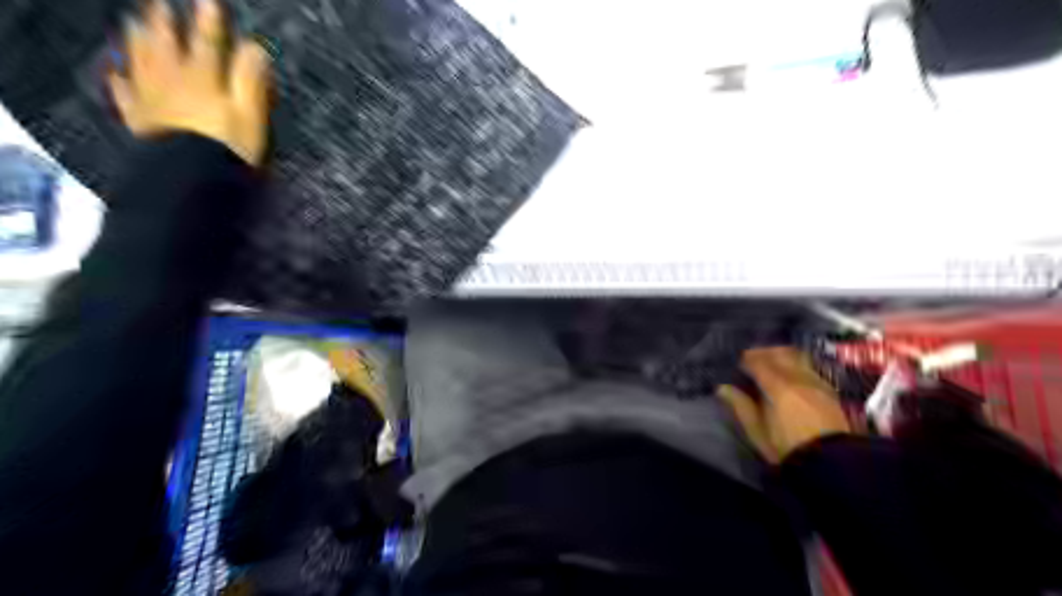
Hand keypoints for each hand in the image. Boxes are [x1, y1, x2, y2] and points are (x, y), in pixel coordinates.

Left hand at [107, 0, 269, 164]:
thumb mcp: (251, 114)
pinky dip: (120, 81)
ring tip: (133, 24)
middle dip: (164, 23)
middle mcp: (173, 80)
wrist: (190, 174)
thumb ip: (250, 80)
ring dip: (138, 41)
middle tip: (159, 4)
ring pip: (141, 61)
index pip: (208, 42)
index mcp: (204, 78)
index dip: (210, 21)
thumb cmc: (227, 146)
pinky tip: (116, 74)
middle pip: (166, 45)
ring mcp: (151, 98)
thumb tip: (255, 49)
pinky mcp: (140, 119)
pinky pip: (125, 94)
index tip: (208, 1)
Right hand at [716, 345, 852, 465]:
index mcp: (777, 386)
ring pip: (798, 357)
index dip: (745, 359)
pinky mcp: (830, 391)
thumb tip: (723, 388)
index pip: (758, 362)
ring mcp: (817, 382)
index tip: (737, 362)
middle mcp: (798, 378)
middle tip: (752, 359)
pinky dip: (798, 366)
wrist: (831, 463)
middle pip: (780, 353)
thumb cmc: (786, 447)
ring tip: (773, 365)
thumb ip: (740, 405)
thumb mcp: (757, 430)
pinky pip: (810, 368)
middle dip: (764, 353)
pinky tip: (793, 377)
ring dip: (783, 356)